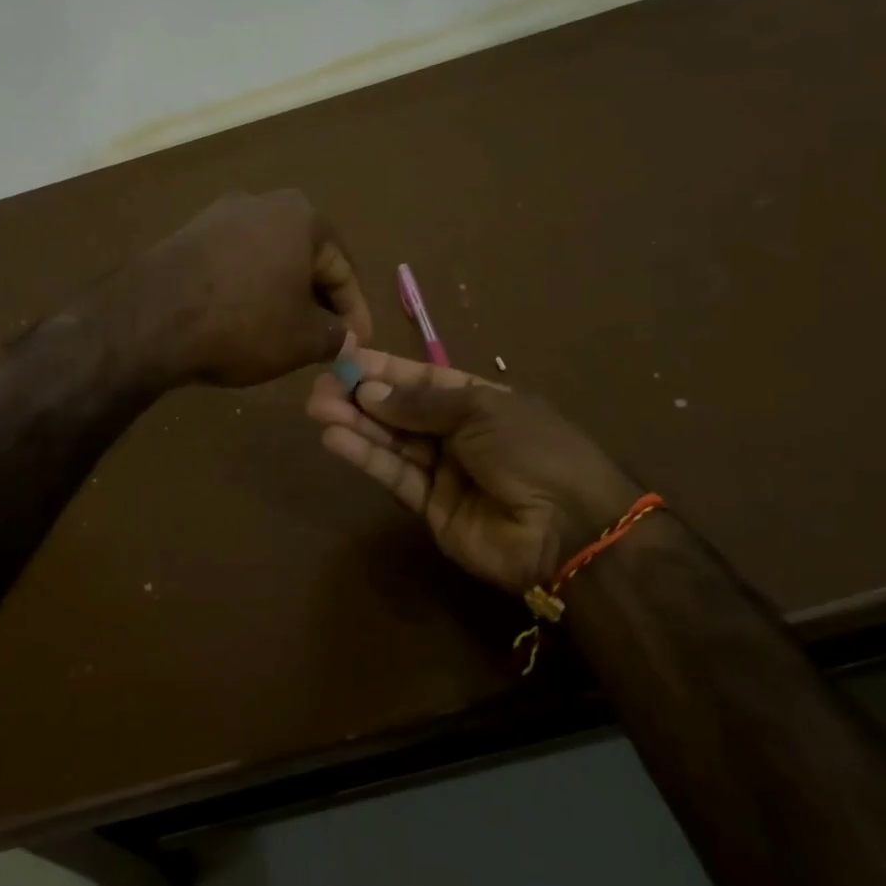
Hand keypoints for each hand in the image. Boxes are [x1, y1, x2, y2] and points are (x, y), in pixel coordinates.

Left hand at [103, 190, 372, 388]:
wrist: (150, 318)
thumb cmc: (243, 323)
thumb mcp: (303, 340)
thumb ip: (336, 336)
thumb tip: (345, 339)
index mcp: (302, 217)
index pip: (342, 269)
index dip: (354, 312)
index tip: (358, 343)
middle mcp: (262, 202)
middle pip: (303, 259)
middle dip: (317, 300)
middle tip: (325, 338)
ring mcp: (218, 215)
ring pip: (267, 260)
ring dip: (280, 294)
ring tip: (284, 332)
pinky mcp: (186, 234)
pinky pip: (233, 264)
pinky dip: (246, 289)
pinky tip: (242, 319)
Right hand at [306, 350, 643, 593]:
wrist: (569, 528)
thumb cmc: (531, 449)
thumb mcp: (480, 410)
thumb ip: (420, 404)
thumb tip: (369, 391)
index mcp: (479, 400)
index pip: (422, 379)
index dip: (385, 369)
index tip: (346, 358)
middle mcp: (458, 433)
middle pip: (400, 411)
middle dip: (361, 396)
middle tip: (319, 387)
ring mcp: (444, 471)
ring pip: (392, 441)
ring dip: (355, 423)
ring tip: (317, 407)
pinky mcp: (430, 507)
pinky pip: (394, 476)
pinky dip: (365, 456)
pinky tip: (335, 438)